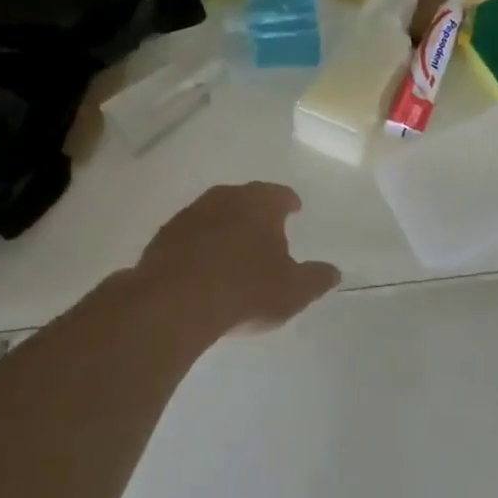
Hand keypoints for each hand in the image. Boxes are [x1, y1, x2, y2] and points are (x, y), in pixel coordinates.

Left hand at [136, 183, 340, 335]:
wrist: (174, 303)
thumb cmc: (245, 290)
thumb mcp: (293, 291)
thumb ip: (316, 278)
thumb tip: (334, 272)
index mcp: (260, 203)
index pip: (280, 194)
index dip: (289, 202)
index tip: (294, 209)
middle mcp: (224, 198)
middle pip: (245, 199)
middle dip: (256, 213)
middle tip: (266, 230)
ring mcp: (189, 215)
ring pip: (215, 214)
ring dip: (225, 227)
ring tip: (234, 250)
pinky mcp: (163, 236)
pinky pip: (190, 235)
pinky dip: (200, 244)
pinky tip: (203, 265)